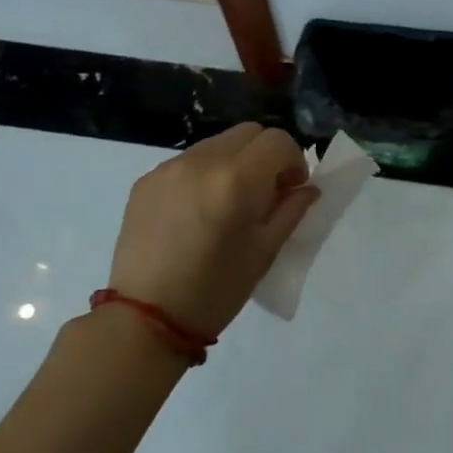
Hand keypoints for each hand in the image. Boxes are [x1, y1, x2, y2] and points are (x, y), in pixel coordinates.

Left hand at [106, 124, 319, 339]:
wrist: (145, 319)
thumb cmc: (216, 290)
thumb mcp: (265, 252)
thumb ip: (291, 210)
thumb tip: (307, 188)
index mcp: (236, 179)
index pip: (278, 141)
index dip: (294, 161)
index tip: (292, 190)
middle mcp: (201, 161)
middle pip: (248, 133)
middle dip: (266, 155)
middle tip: (266, 193)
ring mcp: (169, 168)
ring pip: (217, 144)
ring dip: (235, 162)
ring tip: (230, 204)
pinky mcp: (146, 181)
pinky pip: (188, 162)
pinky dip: (205, 174)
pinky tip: (199, 212)